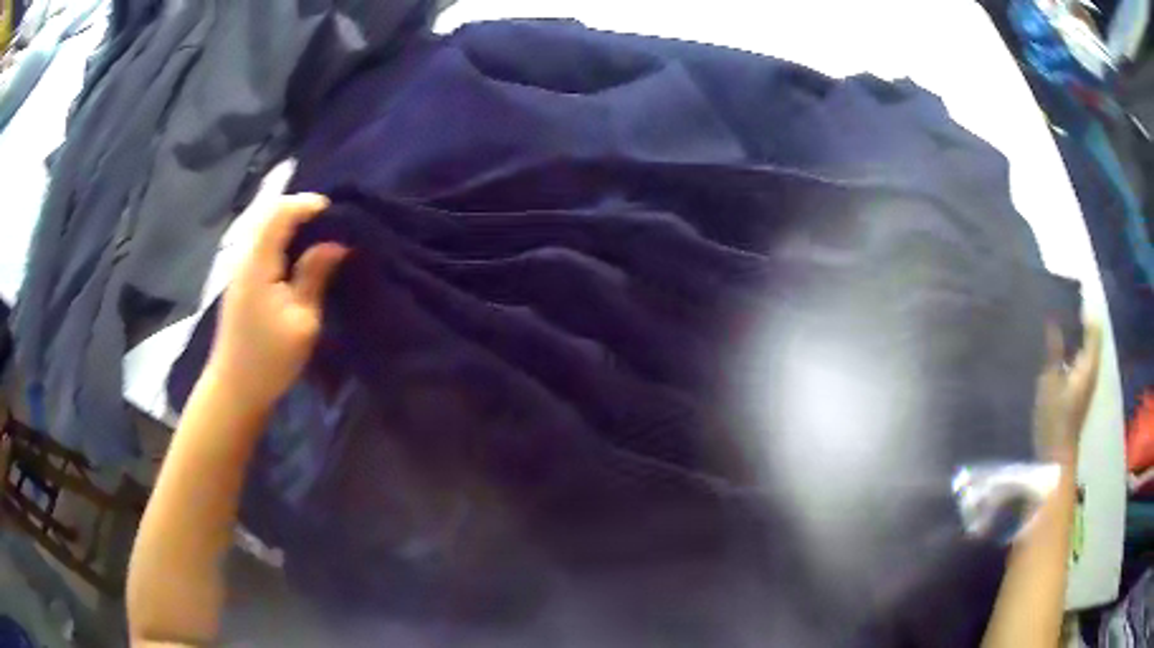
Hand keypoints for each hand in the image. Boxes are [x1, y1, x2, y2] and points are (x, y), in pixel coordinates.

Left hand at [207, 194, 347, 411]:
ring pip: (266, 229)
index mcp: (258, 262)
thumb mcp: (302, 320)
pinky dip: (284, 242)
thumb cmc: (269, 359)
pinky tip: (300, 258)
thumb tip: (336, 243)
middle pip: (270, 215)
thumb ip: (315, 276)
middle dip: (302, 211)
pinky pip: (264, 246)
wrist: (235, 390)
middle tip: (332, 224)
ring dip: (293, 226)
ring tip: (321, 237)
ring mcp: (241, 270)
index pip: (281, 212)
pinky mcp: (243, 283)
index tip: (337, 213)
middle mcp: (245, 258)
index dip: (308, 204)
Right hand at [1033, 321, 1101, 465]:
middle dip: (1076, 322)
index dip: (1083, 311)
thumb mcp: (1050, 382)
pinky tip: (1054, 354)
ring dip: (1072, 339)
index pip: (1093, 328)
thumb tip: (1052, 318)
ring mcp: (1085, 384)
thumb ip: (1053, 350)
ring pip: (1082, 351)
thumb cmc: (1055, 419)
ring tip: (1054, 327)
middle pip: (1089, 338)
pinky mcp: (1078, 394)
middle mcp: (1091, 370)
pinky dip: (1068, 354)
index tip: (1067, 298)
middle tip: (1057, 309)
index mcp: (1088, 364)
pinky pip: (1077, 364)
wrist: (1056, 459)